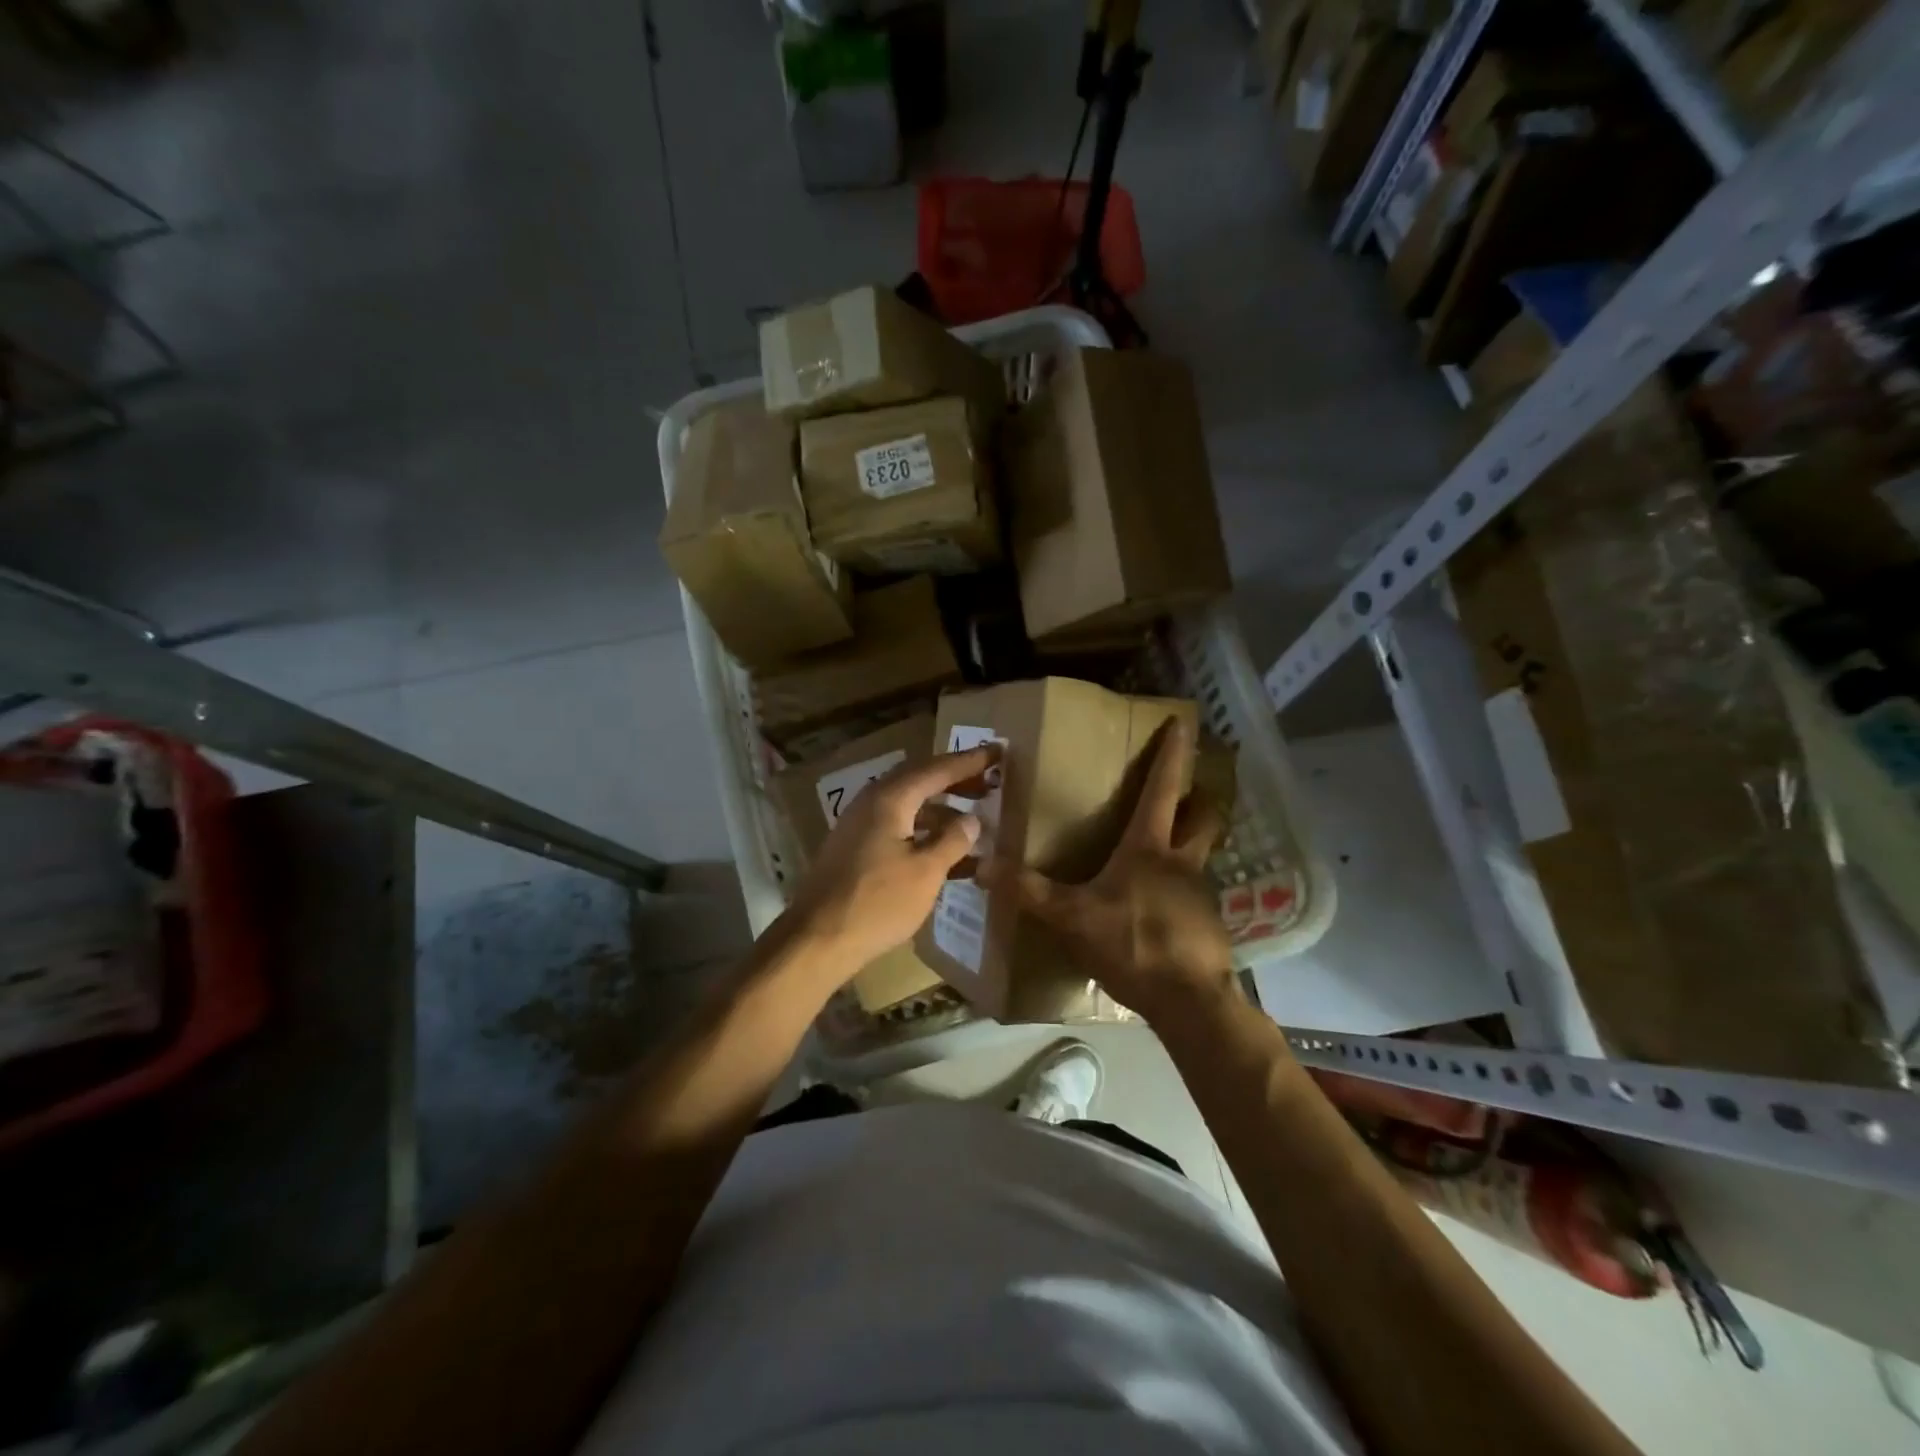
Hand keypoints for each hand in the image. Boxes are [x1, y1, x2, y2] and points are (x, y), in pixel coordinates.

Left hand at [783, 746, 994, 975]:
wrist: (817, 939)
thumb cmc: (877, 902)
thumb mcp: (926, 872)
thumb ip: (952, 841)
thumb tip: (972, 820)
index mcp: (890, 798)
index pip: (937, 769)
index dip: (970, 761)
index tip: (998, 751)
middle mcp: (871, 802)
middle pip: (919, 780)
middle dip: (955, 780)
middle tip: (989, 782)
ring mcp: (859, 826)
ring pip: (908, 805)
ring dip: (941, 808)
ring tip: (973, 819)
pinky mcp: (855, 849)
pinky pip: (897, 827)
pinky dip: (924, 831)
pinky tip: (943, 851)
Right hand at [977, 721, 1232, 1023]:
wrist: (1190, 1000)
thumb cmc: (1132, 943)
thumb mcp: (1071, 916)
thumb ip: (1029, 891)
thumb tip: (980, 865)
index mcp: (1149, 848)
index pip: (1163, 788)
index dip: (1173, 754)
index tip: (1184, 722)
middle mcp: (1181, 862)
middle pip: (1203, 817)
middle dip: (1200, 799)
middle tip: (1191, 792)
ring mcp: (1201, 894)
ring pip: (1202, 856)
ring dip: (1192, 846)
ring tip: (1168, 856)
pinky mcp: (1209, 925)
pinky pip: (1197, 898)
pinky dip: (1184, 894)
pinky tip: (1165, 913)